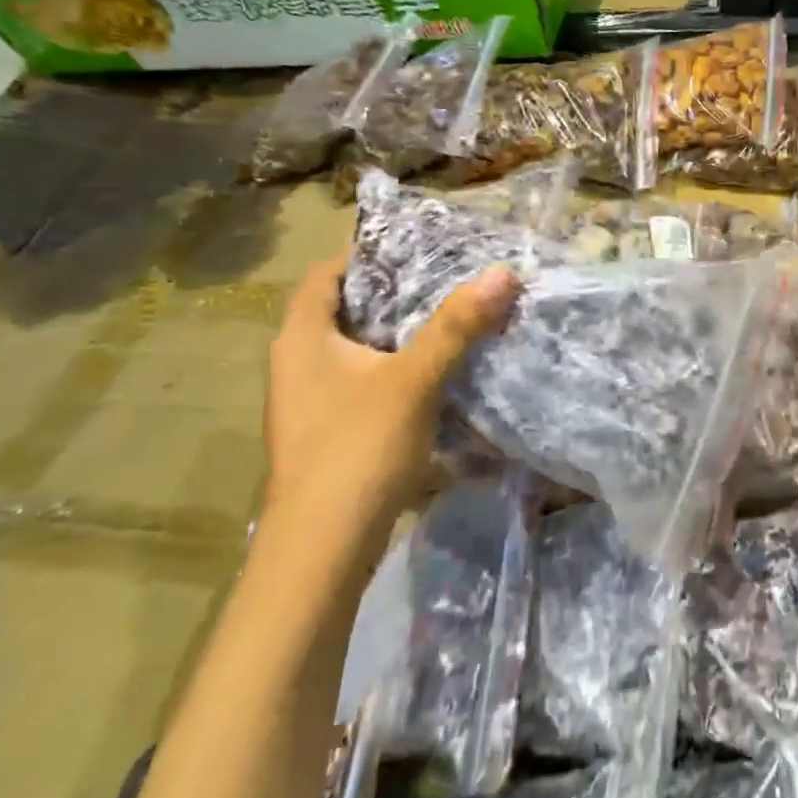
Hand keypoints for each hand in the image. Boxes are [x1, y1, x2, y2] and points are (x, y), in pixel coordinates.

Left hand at [265, 256, 519, 529]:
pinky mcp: (325, 432)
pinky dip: (392, 370)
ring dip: (395, 335)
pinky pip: (360, 382)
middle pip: (341, 310)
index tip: (415, 247)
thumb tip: (502, 272)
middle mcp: (295, 362)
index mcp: (301, 337)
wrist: (322, 549)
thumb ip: (456, 326)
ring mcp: (307, 402)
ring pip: (354, 350)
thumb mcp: (413, 380)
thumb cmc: (358, 448)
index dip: (365, 254)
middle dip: (391, 293)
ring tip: (447, 319)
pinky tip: (433, 375)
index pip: (326, 273)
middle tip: (444, 278)